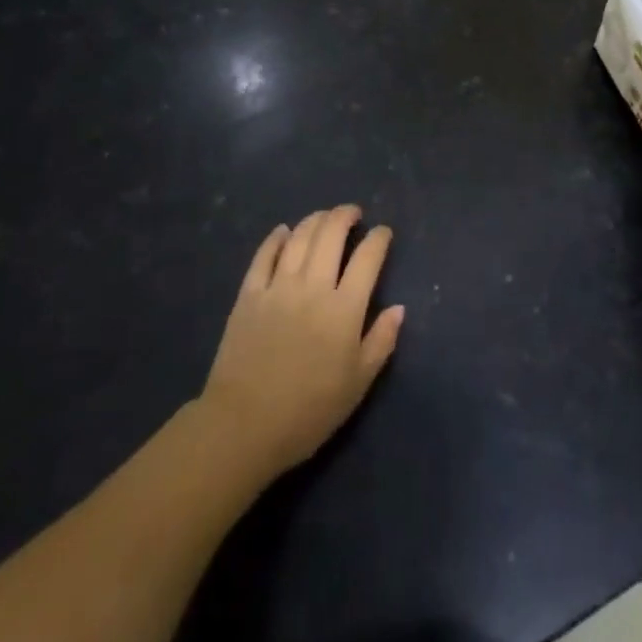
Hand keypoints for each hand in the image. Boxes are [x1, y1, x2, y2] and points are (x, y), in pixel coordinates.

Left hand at [198, 206, 404, 478]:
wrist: (243, 427)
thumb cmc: (308, 412)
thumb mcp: (357, 384)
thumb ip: (381, 341)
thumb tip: (398, 308)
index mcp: (344, 309)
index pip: (368, 258)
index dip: (379, 239)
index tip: (383, 233)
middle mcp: (313, 286)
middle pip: (331, 234)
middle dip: (345, 216)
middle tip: (353, 213)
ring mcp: (278, 286)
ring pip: (299, 237)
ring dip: (315, 220)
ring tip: (325, 217)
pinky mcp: (249, 294)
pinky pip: (264, 254)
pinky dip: (276, 237)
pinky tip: (283, 231)